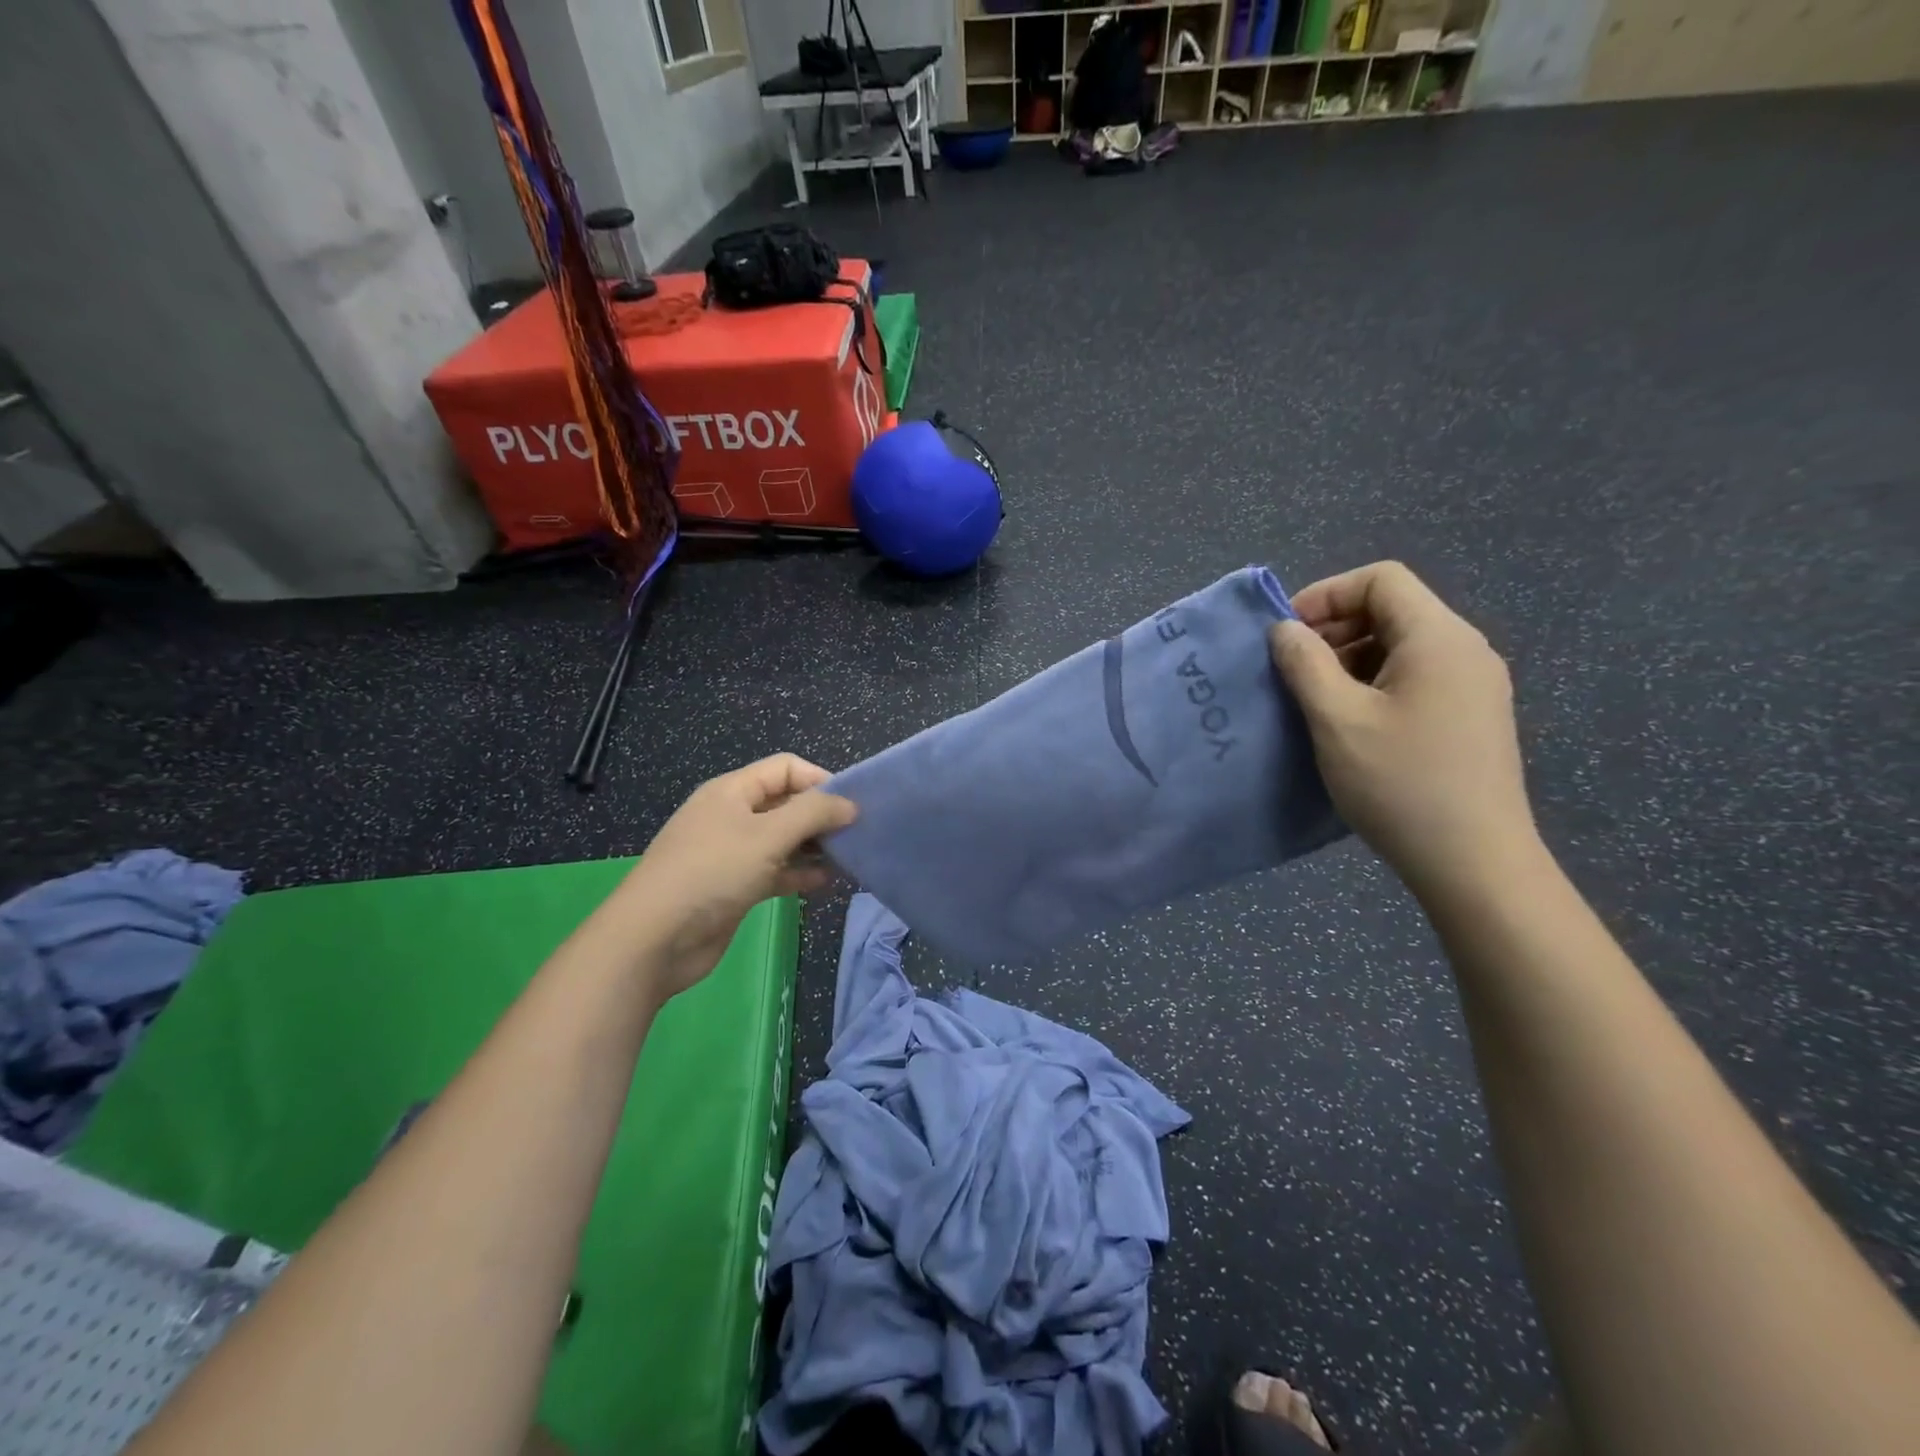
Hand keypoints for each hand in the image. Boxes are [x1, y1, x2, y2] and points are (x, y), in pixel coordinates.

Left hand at [615, 754, 856, 998]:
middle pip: (786, 803)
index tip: (852, 805)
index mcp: (733, 791)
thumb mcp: (767, 836)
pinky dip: (799, 873)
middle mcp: (732, 815)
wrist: (654, 940)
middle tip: (857, 834)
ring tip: (848, 859)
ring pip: (783, 840)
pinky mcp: (735, 886)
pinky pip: (775, 870)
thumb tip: (850, 804)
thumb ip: (813, 814)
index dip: (820, 780)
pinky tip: (824, 883)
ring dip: (814, 847)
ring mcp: (732, 853)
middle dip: (821, 816)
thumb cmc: (712, 873)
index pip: (786, 768)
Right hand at [1268, 562, 1538, 901]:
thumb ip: (1304, 663)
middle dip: (1334, 629)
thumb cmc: (1399, 782)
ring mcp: (1474, 684)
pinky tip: (1350, 723)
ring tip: (1315, 699)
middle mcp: (1465, 650)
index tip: (1287, 635)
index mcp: (1438, 638)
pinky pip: (1415, 676)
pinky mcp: (1471, 716)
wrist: (1473, 861)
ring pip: (1402, 645)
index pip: (1381, 579)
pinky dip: (1374, 683)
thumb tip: (1284, 629)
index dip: (1326, 595)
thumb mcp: (1336, 718)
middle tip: (1292, 669)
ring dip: (1350, 659)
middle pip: (1392, 609)